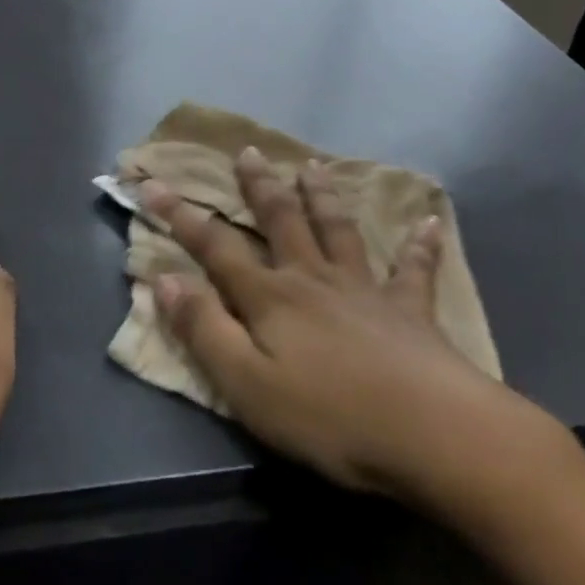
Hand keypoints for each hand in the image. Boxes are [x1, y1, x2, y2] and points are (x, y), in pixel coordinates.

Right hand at [141, 151, 578, 539]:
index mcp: (271, 297)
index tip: (153, 183)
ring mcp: (364, 290)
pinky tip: (428, 221)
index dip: (181, 215)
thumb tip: (163, 278)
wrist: (431, 433)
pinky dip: (420, 245)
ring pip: (337, 230)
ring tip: (313, 166)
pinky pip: (414, 270)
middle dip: (259, 186)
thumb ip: (203, 329)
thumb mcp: (246, 383)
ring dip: (322, 196)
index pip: (215, 246)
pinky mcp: (410, 310)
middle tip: (249, 152)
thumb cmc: (328, 416)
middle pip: (280, 221)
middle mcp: (313, 279)